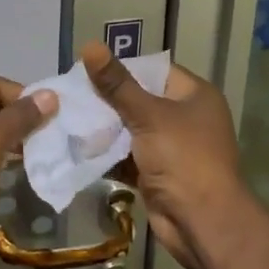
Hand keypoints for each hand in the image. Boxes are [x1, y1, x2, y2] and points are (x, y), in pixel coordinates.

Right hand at [81, 42, 244, 268]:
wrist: (201, 222)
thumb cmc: (182, 158)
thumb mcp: (148, 115)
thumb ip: (116, 84)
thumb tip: (89, 46)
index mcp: (194, 95)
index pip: (153, 70)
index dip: (122, 68)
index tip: (86, 68)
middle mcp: (186, 117)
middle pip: (140, 99)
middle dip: (106, 100)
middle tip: (70, 95)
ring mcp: (172, 147)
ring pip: (131, 129)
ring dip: (104, 128)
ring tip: (67, 117)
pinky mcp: (157, 172)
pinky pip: (128, 155)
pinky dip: (108, 153)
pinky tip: (78, 147)